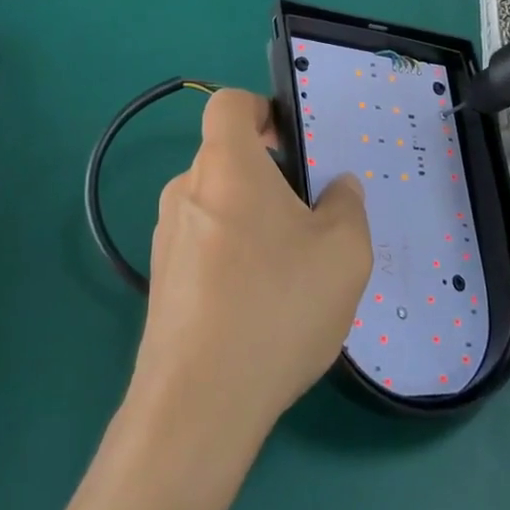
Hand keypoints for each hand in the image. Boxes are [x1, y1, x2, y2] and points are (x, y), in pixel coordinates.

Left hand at [132, 88, 372, 443]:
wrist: (197, 405)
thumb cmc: (276, 307)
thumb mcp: (344, 252)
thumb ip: (347, 205)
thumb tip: (337, 188)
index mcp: (226, 166)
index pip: (230, 104)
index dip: (262, 110)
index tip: (293, 144)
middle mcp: (186, 191)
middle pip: (227, 158)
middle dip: (270, 176)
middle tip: (310, 218)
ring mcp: (167, 238)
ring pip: (217, 205)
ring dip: (252, 220)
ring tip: (291, 270)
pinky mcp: (161, 282)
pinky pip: (204, 246)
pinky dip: (232, 257)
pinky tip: (260, 306)